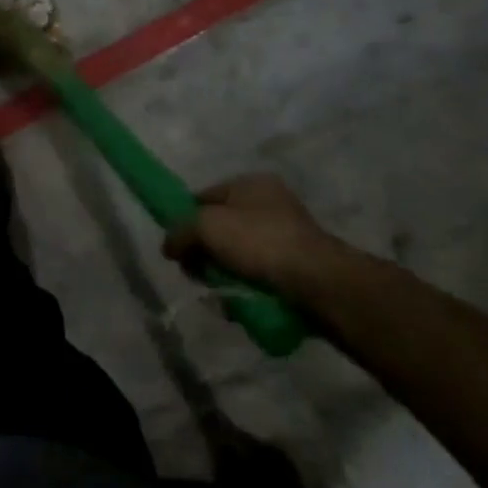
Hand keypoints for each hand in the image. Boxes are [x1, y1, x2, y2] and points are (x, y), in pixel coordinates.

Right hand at [163, 173, 341, 292]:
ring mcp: (286, 236)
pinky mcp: (297, 268)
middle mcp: (270, 204)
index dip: (185, 220)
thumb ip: (179, 232)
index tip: (178, 247)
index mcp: (251, 183)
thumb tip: (169, 247)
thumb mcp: (206, 226)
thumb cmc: (259, 242)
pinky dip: (246, 290)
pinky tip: (241, 304)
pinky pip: (258, 277)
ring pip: (237, 257)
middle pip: (220, 229)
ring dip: (223, 276)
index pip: (203, 196)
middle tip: (198, 274)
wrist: (319, 283)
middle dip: (205, 253)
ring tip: (222, 294)